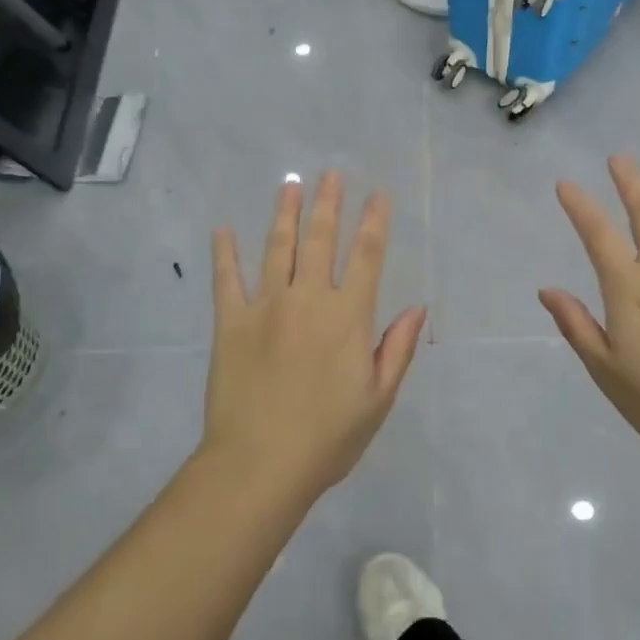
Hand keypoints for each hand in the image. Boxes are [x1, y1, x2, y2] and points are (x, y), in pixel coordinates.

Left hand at [204, 172, 426, 498]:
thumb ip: (397, 348)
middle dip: (328, 203)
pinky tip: (222, 230)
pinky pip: (226, 280)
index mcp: (347, 317)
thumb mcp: (378, 399)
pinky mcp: (230, 323)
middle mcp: (308, 299)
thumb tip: (417, 308)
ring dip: (285, 213)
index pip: (366, 256)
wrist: (259, 466)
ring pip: (277, 248)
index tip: (378, 194)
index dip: (374, 221)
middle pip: (320, 240)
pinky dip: (224, 254)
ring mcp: (266, 307)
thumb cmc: (328, 438)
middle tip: (330, 173)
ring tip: (289, 183)